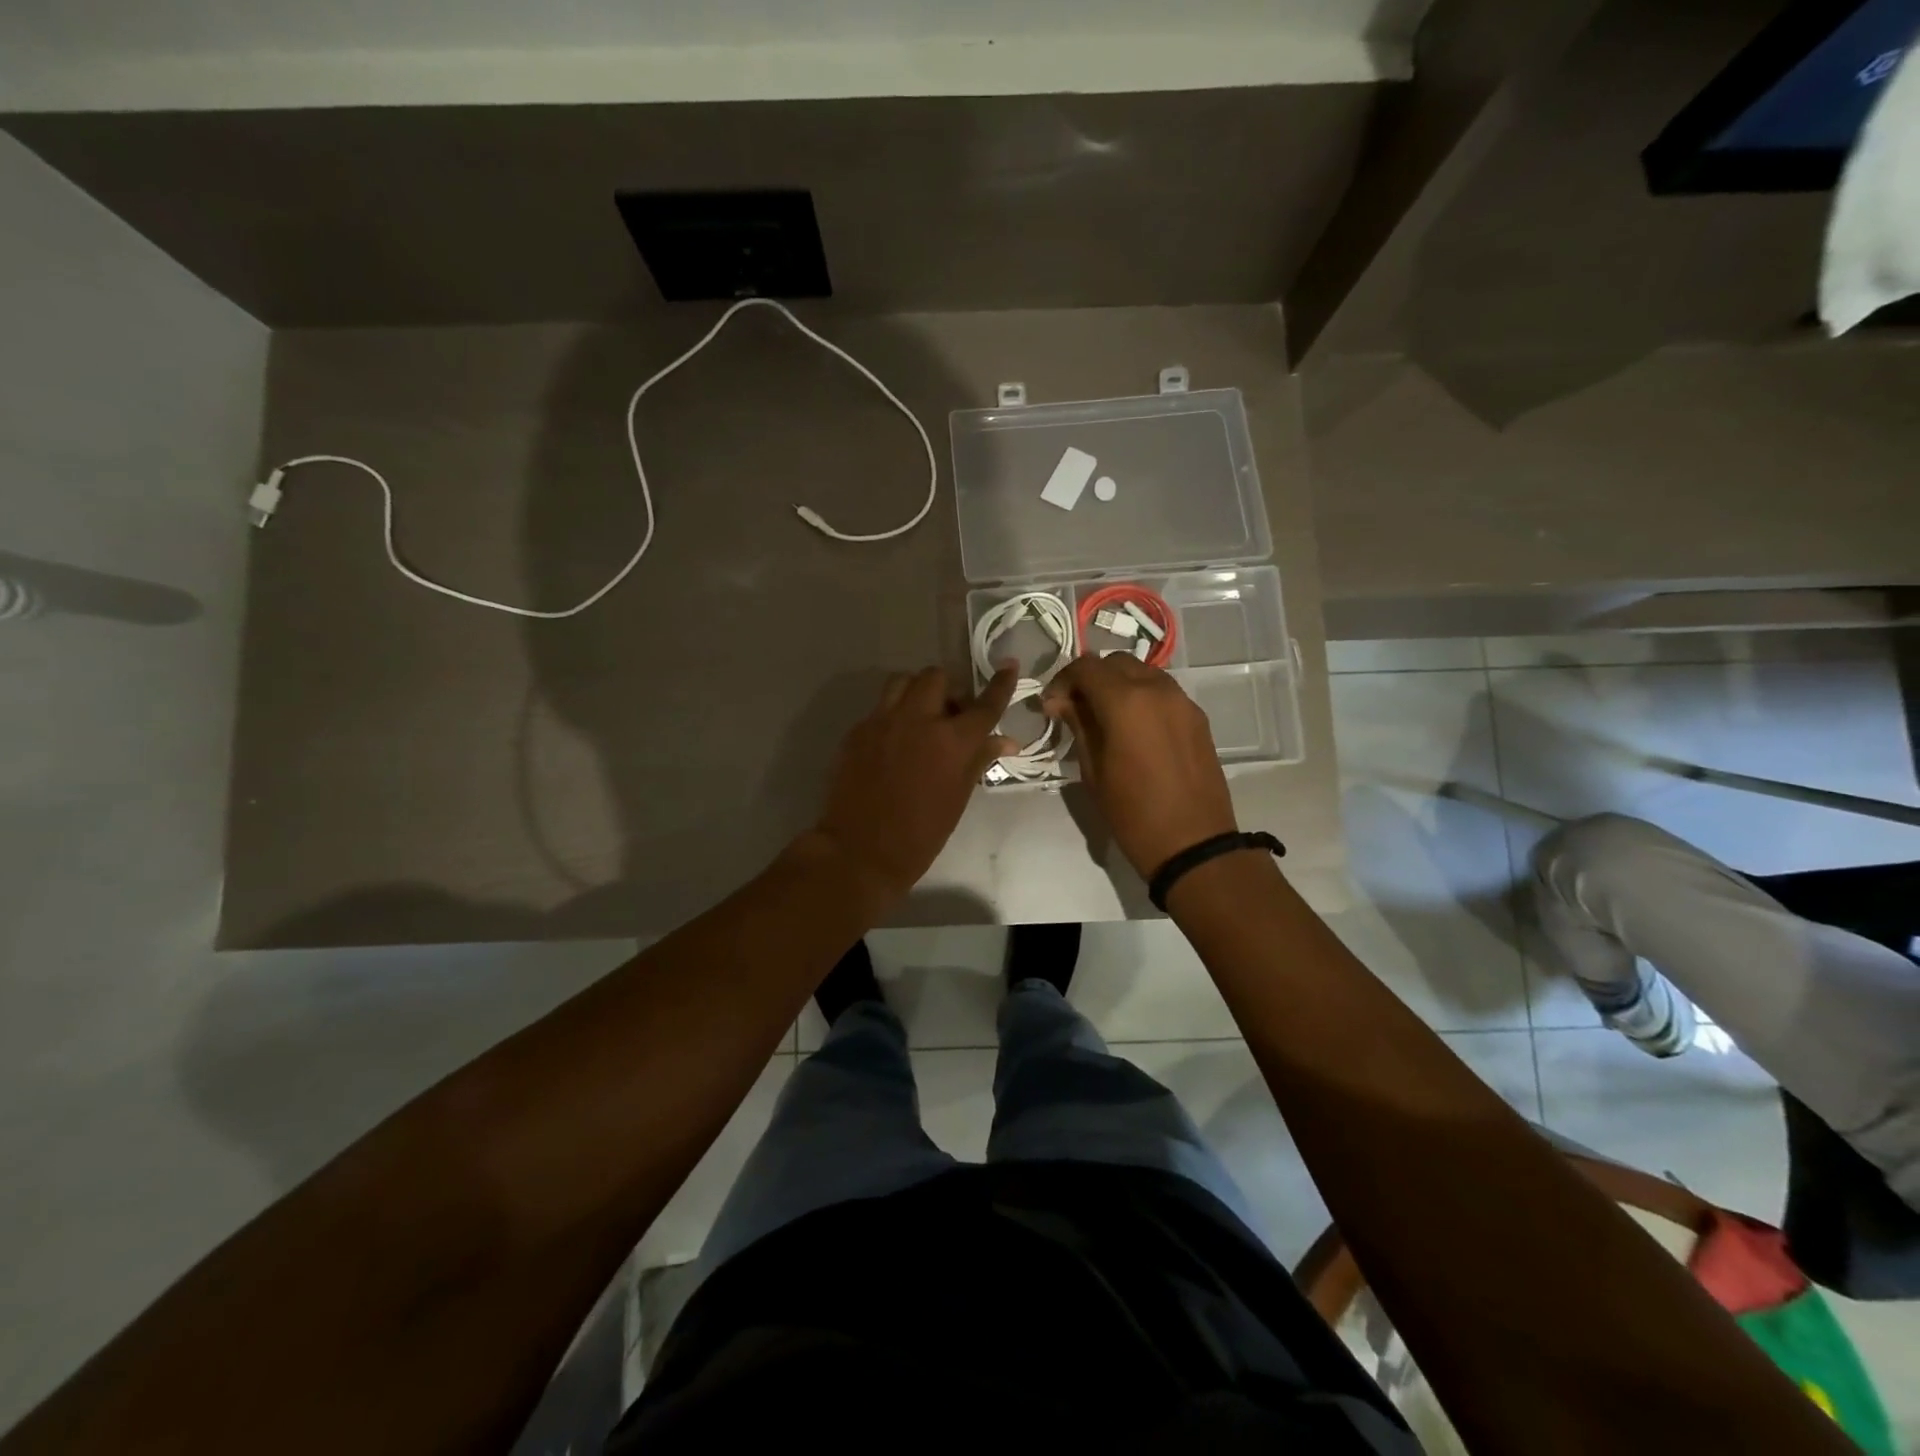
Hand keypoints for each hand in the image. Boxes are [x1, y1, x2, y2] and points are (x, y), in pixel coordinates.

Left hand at [812, 665, 1017, 903]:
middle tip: (952, 713)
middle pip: (936, 677)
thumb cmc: (920, 834)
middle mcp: (917, 720)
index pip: (984, 704)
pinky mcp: (857, 730)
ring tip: (921, 716)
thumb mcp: (958, 798)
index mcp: (950, 741)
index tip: (1009, 665)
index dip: (1000, 683)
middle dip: (949, 689)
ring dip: (918, 690)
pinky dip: (895, 713)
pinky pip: (881, 706)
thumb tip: (1005, 741)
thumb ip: (979, 760)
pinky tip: (896, 739)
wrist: (860, 851)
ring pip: (903, 681)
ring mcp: (882, 721)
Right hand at [1042, 654, 1237, 878]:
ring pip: (1143, 672)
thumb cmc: (1133, 813)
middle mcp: (1157, 689)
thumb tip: (1061, 701)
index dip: (1062, 681)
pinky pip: (1163, 692)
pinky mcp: (1197, 717)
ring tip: (1105, 716)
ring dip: (1119, 684)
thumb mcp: (1093, 770)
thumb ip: (1078, 726)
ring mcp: (1182, 701)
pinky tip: (1134, 728)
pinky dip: (1142, 697)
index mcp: (1126, 701)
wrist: (1193, 843)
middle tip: (1076, 708)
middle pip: (1116, 662)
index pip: (1085, 667)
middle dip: (1091, 678)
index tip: (1052, 706)